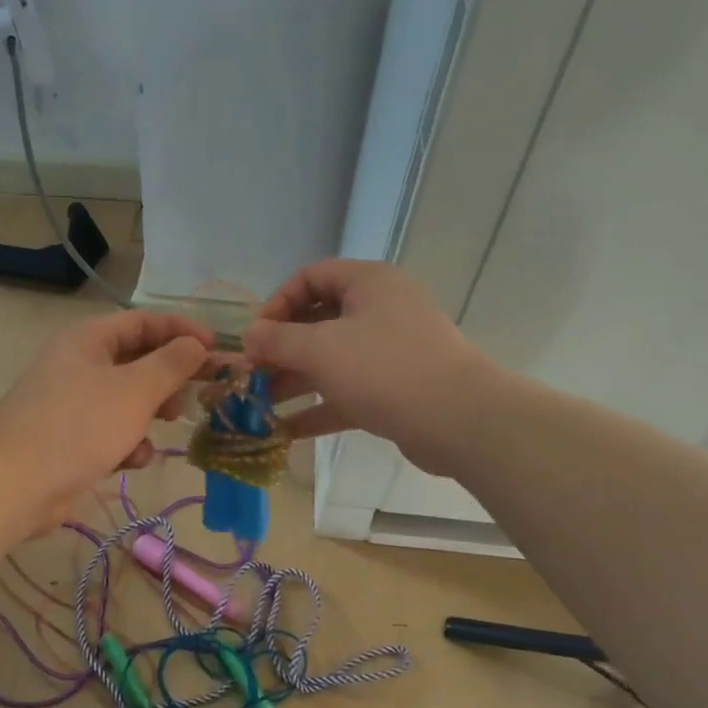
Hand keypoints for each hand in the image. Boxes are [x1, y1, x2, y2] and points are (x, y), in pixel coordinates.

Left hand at [0, 309, 213, 525]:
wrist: (15, 483)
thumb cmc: (79, 425)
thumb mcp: (135, 390)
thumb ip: (172, 364)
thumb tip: (198, 345)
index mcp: (89, 339)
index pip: (143, 321)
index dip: (182, 331)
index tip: (215, 351)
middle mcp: (79, 364)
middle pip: (137, 360)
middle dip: (168, 378)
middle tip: (196, 393)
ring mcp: (72, 404)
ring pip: (127, 400)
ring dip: (151, 413)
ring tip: (168, 424)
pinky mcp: (70, 440)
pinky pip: (110, 432)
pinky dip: (127, 443)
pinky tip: (133, 460)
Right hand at [243, 260, 490, 474]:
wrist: (459, 419)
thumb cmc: (383, 368)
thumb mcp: (320, 348)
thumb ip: (277, 339)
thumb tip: (249, 336)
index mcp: (368, 283)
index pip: (311, 277)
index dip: (277, 302)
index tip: (255, 335)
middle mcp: (381, 310)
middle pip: (319, 321)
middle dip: (281, 348)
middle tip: (251, 373)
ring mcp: (391, 352)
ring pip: (332, 360)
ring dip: (294, 381)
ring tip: (259, 404)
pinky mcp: (396, 390)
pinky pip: (348, 392)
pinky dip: (319, 408)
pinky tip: (285, 430)